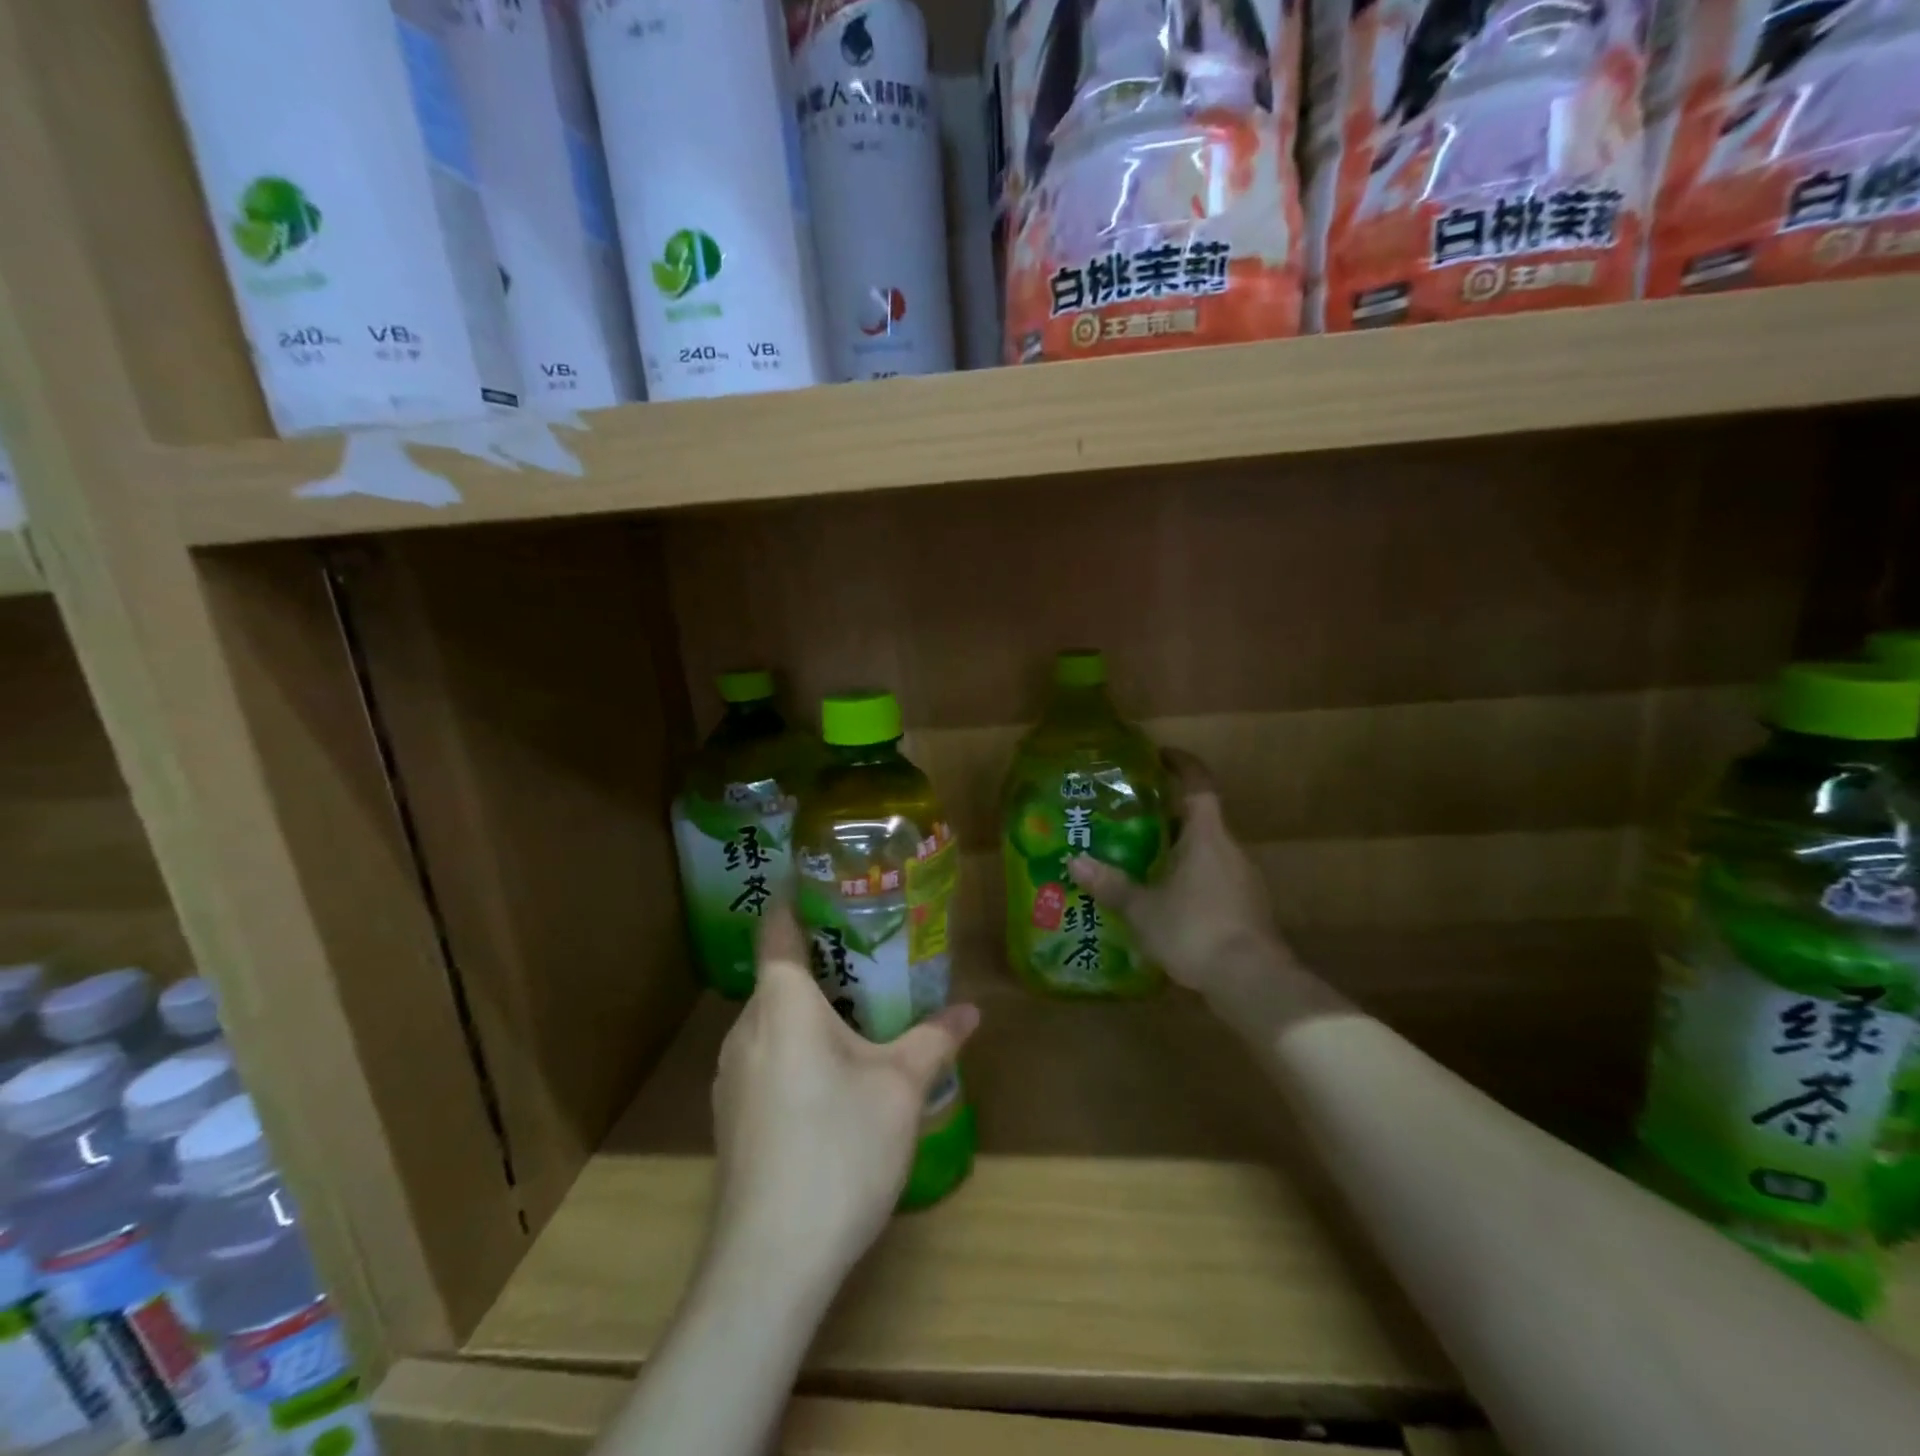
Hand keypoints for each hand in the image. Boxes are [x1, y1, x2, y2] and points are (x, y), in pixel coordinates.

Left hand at [708, 905, 979, 1300]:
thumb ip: (935, 1039)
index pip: (778, 929)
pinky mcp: (732, 1118)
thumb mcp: (901, 1087)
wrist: (769, 1262)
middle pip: (779, 977)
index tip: (823, 883)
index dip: (795, 900)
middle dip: (823, 962)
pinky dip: (796, 1051)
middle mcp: (745, 1029)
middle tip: (872, 954)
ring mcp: (731, 1077)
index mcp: (781, 1003)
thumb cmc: (839, 1147)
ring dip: (810, 1012)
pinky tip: (832, 1082)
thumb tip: (973, 1009)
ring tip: (860, 1015)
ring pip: (772, 1022)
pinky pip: (766, 1060)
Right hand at [1068, 750, 1279, 998]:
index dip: (1181, 765)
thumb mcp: (1143, 909)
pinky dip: (1193, 880)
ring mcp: (1245, 879)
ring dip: (1180, 851)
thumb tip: (1074, 861)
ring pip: (1208, 851)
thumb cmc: (1194, 930)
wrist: (1252, 980)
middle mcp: (1229, 849)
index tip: (1160, 756)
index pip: (1199, 784)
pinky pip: (1216, 879)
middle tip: (1133, 819)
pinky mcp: (1249, 907)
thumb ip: (1111, 885)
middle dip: (1169, 815)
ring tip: (1145, 861)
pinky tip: (1170, 901)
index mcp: (1206, 836)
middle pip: (1201, 819)